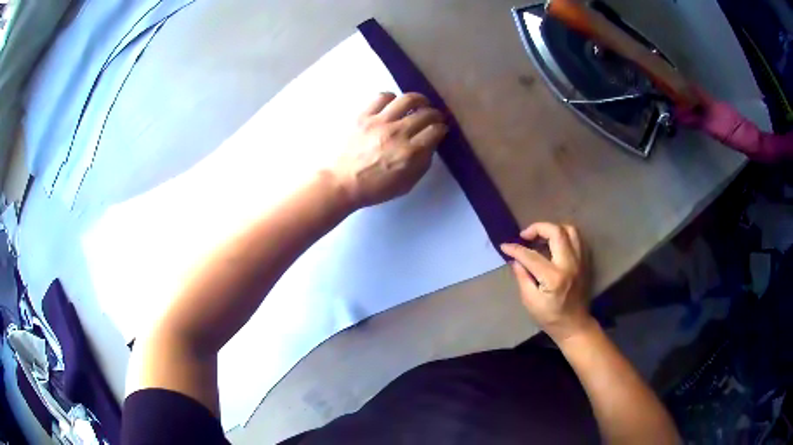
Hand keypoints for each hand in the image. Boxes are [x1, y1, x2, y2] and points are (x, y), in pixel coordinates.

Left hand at [332, 92, 447, 209]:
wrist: (341, 183)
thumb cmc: (375, 188)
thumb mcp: (406, 184)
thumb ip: (422, 163)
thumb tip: (430, 144)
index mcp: (410, 153)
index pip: (435, 131)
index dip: (442, 128)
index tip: (441, 129)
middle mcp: (398, 133)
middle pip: (426, 114)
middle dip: (435, 114)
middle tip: (434, 117)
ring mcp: (380, 122)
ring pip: (407, 99)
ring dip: (419, 100)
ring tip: (420, 103)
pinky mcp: (364, 116)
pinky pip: (382, 97)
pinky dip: (392, 98)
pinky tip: (393, 105)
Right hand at [500, 223, 593, 342]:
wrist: (575, 325)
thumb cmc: (550, 317)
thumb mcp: (530, 302)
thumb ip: (523, 277)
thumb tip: (515, 259)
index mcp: (554, 277)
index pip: (531, 255)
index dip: (516, 249)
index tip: (505, 246)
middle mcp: (570, 264)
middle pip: (556, 232)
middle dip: (538, 228)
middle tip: (526, 236)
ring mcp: (580, 261)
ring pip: (570, 230)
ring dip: (553, 229)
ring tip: (541, 237)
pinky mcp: (585, 261)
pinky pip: (577, 239)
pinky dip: (564, 236)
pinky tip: (554, 244)